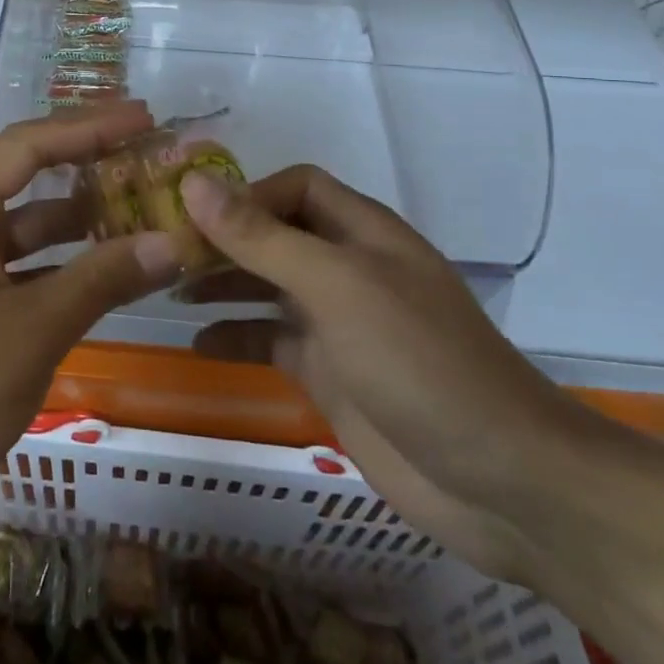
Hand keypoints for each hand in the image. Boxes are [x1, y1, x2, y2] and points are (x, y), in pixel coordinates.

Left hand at [0, 102, 180, 535]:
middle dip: (87, 167)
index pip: (28, 144)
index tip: (145, 116)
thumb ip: (102, 279)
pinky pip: (5, 260)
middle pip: (23, 177)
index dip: (91, 126)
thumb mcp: (31, 334)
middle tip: (149, 157)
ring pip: (17, 224)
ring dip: (74, 221)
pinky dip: (49, 261)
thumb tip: (171, 242)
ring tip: (138, 212)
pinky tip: (96, 270)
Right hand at [183, 166, 598, 579]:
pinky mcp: (331, 374)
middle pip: (274, 235)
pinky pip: (272, 341)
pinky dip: (236, 337)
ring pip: (268, 287)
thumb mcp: (335, 286)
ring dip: (222, 283)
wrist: (500, 481)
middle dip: (222, 239)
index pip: (294, 187)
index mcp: (361, 232)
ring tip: (168, 289)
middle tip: (162, 253)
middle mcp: (348, 268)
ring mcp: (339, 323)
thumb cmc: (417, 361)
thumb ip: (262, 237)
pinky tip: (197, 344)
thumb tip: (193, 183)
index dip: (245, 193)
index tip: (190, 215)